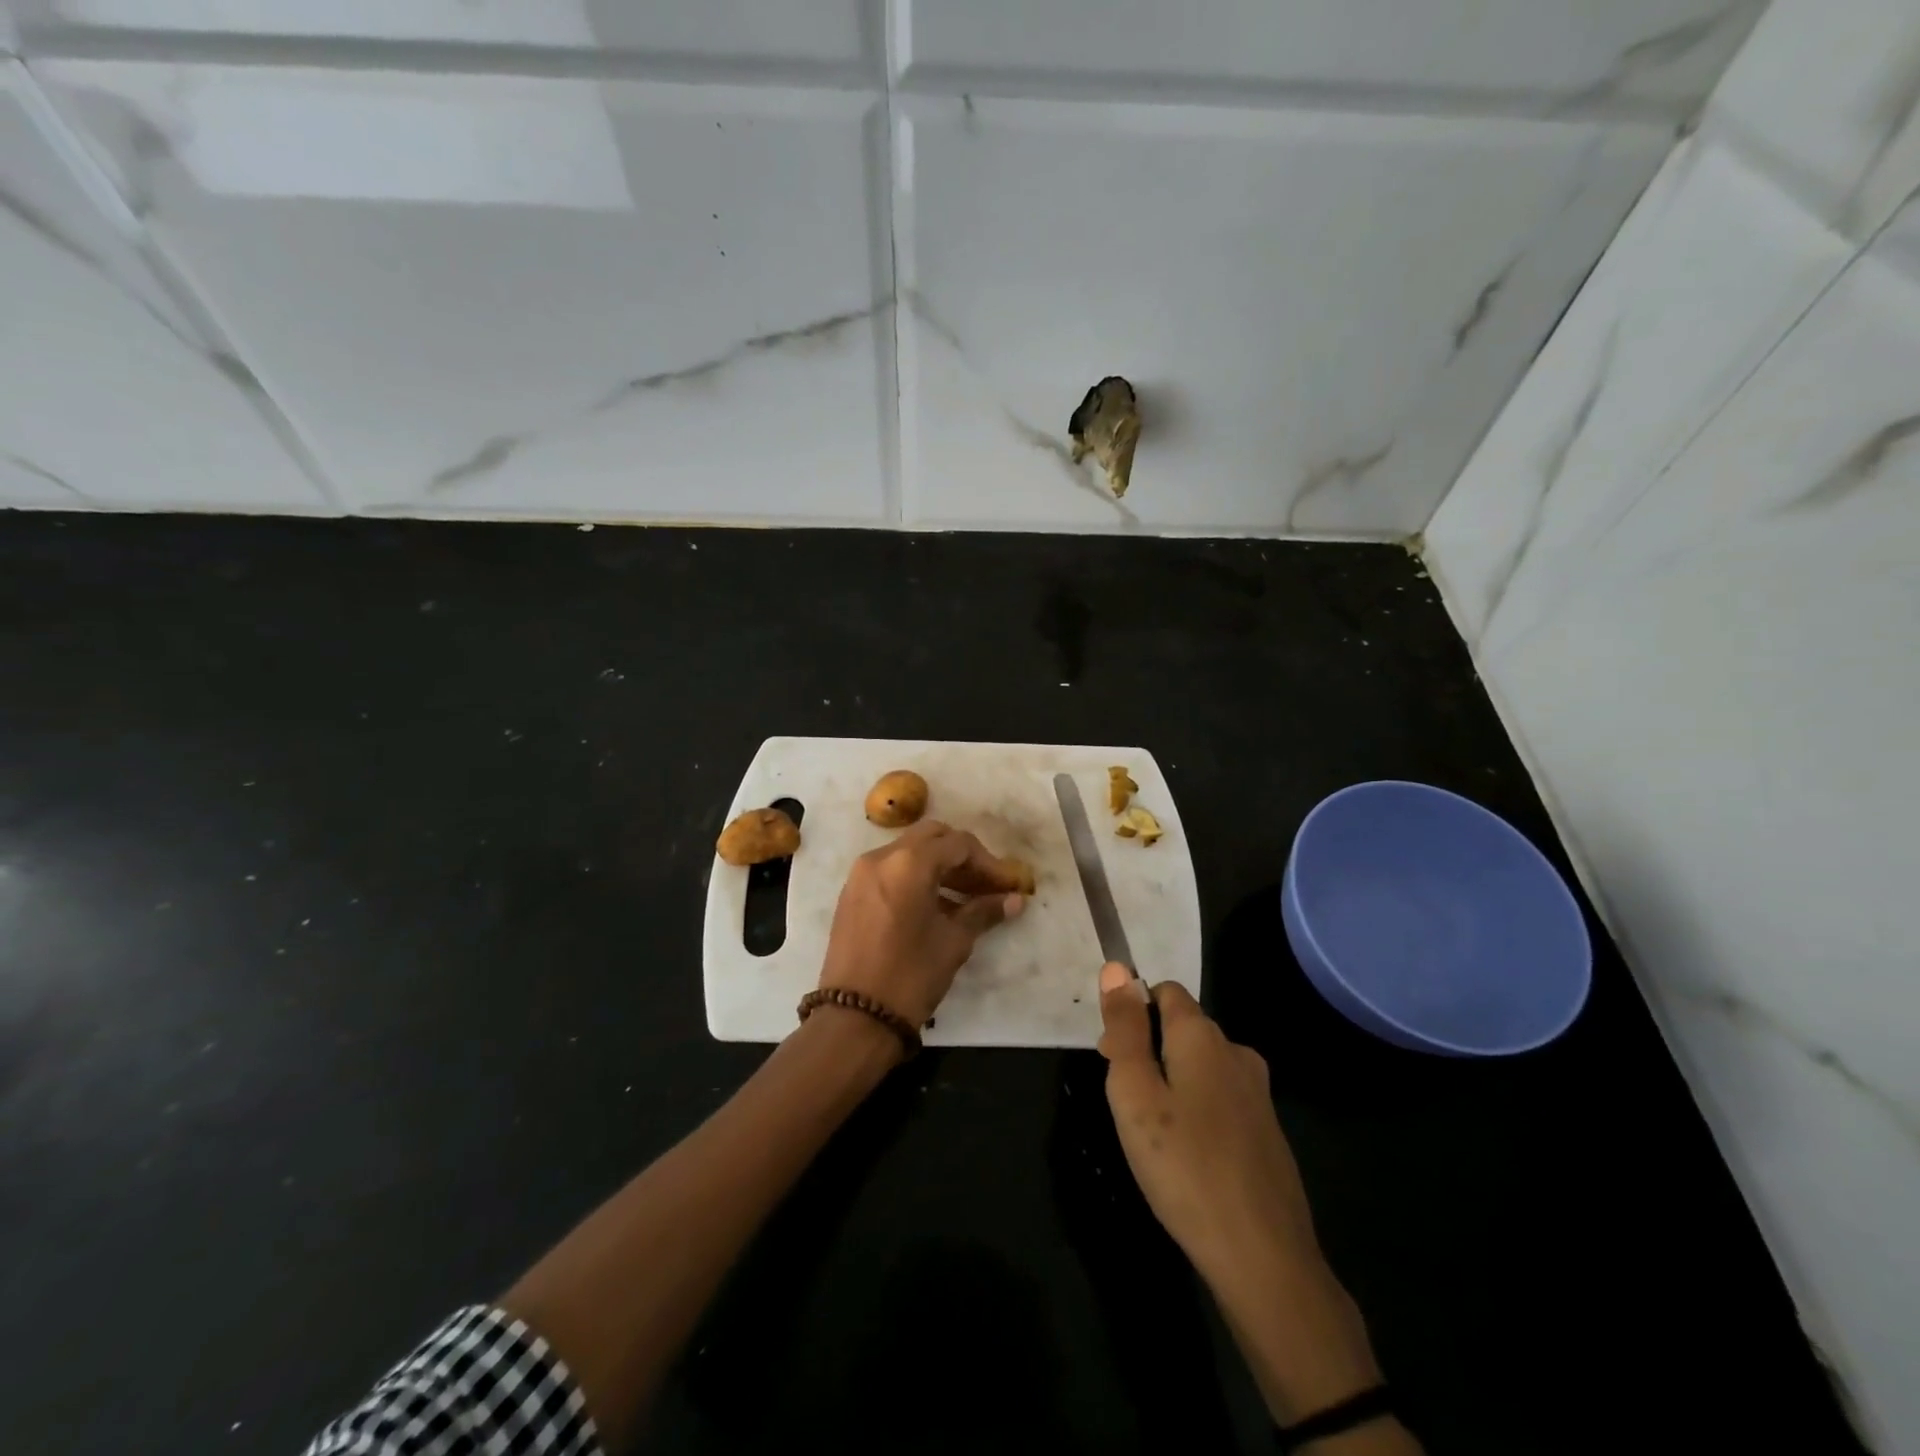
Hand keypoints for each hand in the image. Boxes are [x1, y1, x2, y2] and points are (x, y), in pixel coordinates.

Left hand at [818, 820, 1026, 1027]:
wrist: (854, 1018)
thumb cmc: (911, 976)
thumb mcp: (953, 942)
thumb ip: (983, 912)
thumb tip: (1015, 900)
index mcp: (909, 863)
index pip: (958, 845)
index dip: (989, 863)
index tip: (1008, 886)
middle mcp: (881, 857)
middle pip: (932, 837)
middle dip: (963, 856)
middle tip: (985, 885)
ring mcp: (861, 873)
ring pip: (909, 851)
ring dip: (940, 866)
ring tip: (967, 898)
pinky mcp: (852, 892)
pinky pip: (891, 869)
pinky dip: (916, 877)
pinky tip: (937, 906)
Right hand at [1099, 964, 1395, 1432]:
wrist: (1264, 1257)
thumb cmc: (1184, 1166)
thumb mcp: (1134, 1093)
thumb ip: (1124, 1028)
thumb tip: (1117, 967)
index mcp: (1203, 1035)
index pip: (1165, 991)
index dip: (1132, 1012)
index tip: (1112, 1056)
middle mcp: (1236, 1052)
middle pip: (1182, 1027)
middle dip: (1148, 1047)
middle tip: (1126, 1102)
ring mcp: (1259, 1093)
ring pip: (1202, 1065)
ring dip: (1172, 1081)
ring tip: (1152, 1133)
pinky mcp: (1268, 1131)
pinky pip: (1221, 1098)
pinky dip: (1197, 1110)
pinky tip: (1187, 1155)